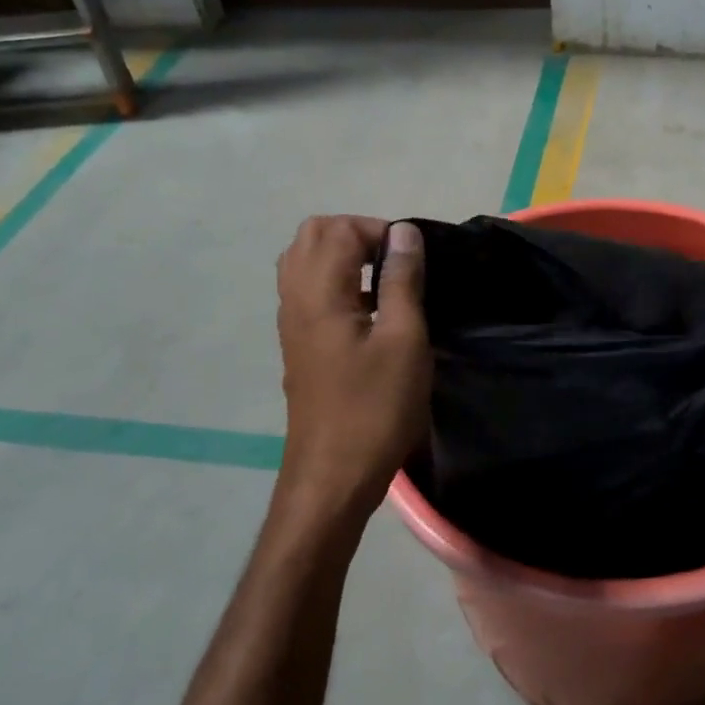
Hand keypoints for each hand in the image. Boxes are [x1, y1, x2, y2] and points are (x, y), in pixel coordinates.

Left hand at [273, 216, 430, 545]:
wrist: (332, 476)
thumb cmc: (375, 408)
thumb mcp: (404, 340)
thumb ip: (402, 280)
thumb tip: (404, 232)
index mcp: (318, 292)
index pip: (339, 228)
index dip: (380, 232)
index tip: (413, 262)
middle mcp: (295, 298)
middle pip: (312, 235)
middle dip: (357, 235)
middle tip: (396, 263)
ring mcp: (291, 322)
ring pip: (305, 261)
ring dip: (344, 257)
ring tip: (384, 284)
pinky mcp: (298, 343)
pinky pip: (308, 289)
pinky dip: (336, 282)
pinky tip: (370, 313)